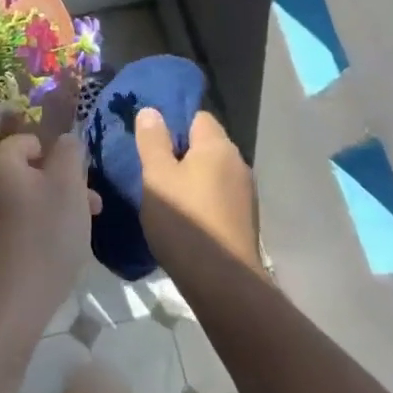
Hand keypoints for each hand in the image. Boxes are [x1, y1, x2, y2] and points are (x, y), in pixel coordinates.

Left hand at [0, 130, 97, 343]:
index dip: (55, 153)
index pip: (26, 140)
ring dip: (52, 208)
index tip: (79, 177)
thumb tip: (64, 139)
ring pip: (23, 199)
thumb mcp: (68, 187)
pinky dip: (35, 229)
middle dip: (60, 184)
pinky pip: (13, 224)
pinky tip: (55, 252)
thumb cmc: (45, 237)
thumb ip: (68, 153)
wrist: (9, 304)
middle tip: (90, 206)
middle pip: (26, 172)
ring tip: (80, 232)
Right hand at [132, 108, 258, 270]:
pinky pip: (217, 194)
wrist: (222, 282)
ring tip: (162, 193)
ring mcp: (244, 192)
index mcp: (218, 147)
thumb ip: (152, 141)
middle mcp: (237, 163)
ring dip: (189, 177)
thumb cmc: (184, 221)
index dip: (173, 123)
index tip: (149, 139)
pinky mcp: (243, 218)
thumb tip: (151, 110)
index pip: (197, 116)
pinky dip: (200, 198)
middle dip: (179, 151)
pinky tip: (182, 216)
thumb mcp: (157, 177)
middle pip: (205, 144)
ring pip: (211, 171)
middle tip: (149, 166)